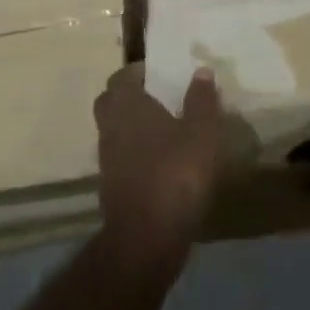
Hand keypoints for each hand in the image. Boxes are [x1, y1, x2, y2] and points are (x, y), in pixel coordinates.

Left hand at [94, 64, 221, 274]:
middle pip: (110, 103)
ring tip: (164, 129)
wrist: (147, 238)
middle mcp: (111, 128)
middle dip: (129, 97)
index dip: (137, 72)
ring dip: (132, 127)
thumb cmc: (176, 173)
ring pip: (114, 131)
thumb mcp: (202, 132)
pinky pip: (121, 159)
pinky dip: (135, 154)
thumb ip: (201, 100)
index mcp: (128, 107)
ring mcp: (107, 160)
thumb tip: (201, 70)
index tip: (159, 72)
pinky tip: (160, 162)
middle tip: (158, 97)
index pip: (121, 77)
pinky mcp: (111, 188)